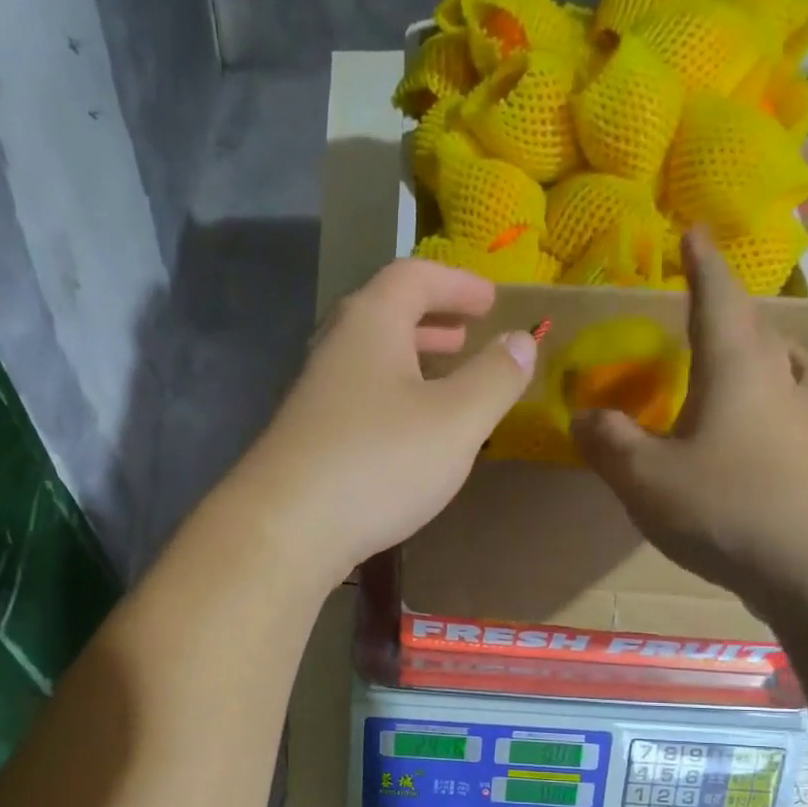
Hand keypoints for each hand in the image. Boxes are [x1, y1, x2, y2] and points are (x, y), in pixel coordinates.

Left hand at [235, 259, 536, 581]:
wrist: (287, 530)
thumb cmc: (379, 463)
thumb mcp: (456, 420)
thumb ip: (495, 378)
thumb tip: (521, 341)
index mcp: (370, 325)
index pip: (414, 276)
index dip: (457, 283)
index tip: (490, 301)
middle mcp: (336, 350)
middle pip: (385, 316)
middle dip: (431, 322)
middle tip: (466, 337)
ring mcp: (315, 397)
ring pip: (369, 363)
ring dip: (410, 364)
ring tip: (444, 384)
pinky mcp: (307, 440)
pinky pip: (358, 401)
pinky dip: (392, 401)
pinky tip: (408, 438)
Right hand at [572, 231, 807, 606]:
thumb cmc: (725, 506)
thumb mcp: (643, 477)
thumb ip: (608, 442)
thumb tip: (583, 417)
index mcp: (734, 368)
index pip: (716, 299)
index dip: (701, 265)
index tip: (694, 230)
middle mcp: (777, 382)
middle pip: (757, 330)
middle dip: (730, 310)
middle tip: (708, 307)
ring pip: (792, 368)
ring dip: (769, 353)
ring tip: (751, 360)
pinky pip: (800, 412)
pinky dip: (782, 404)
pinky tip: (771, 428)